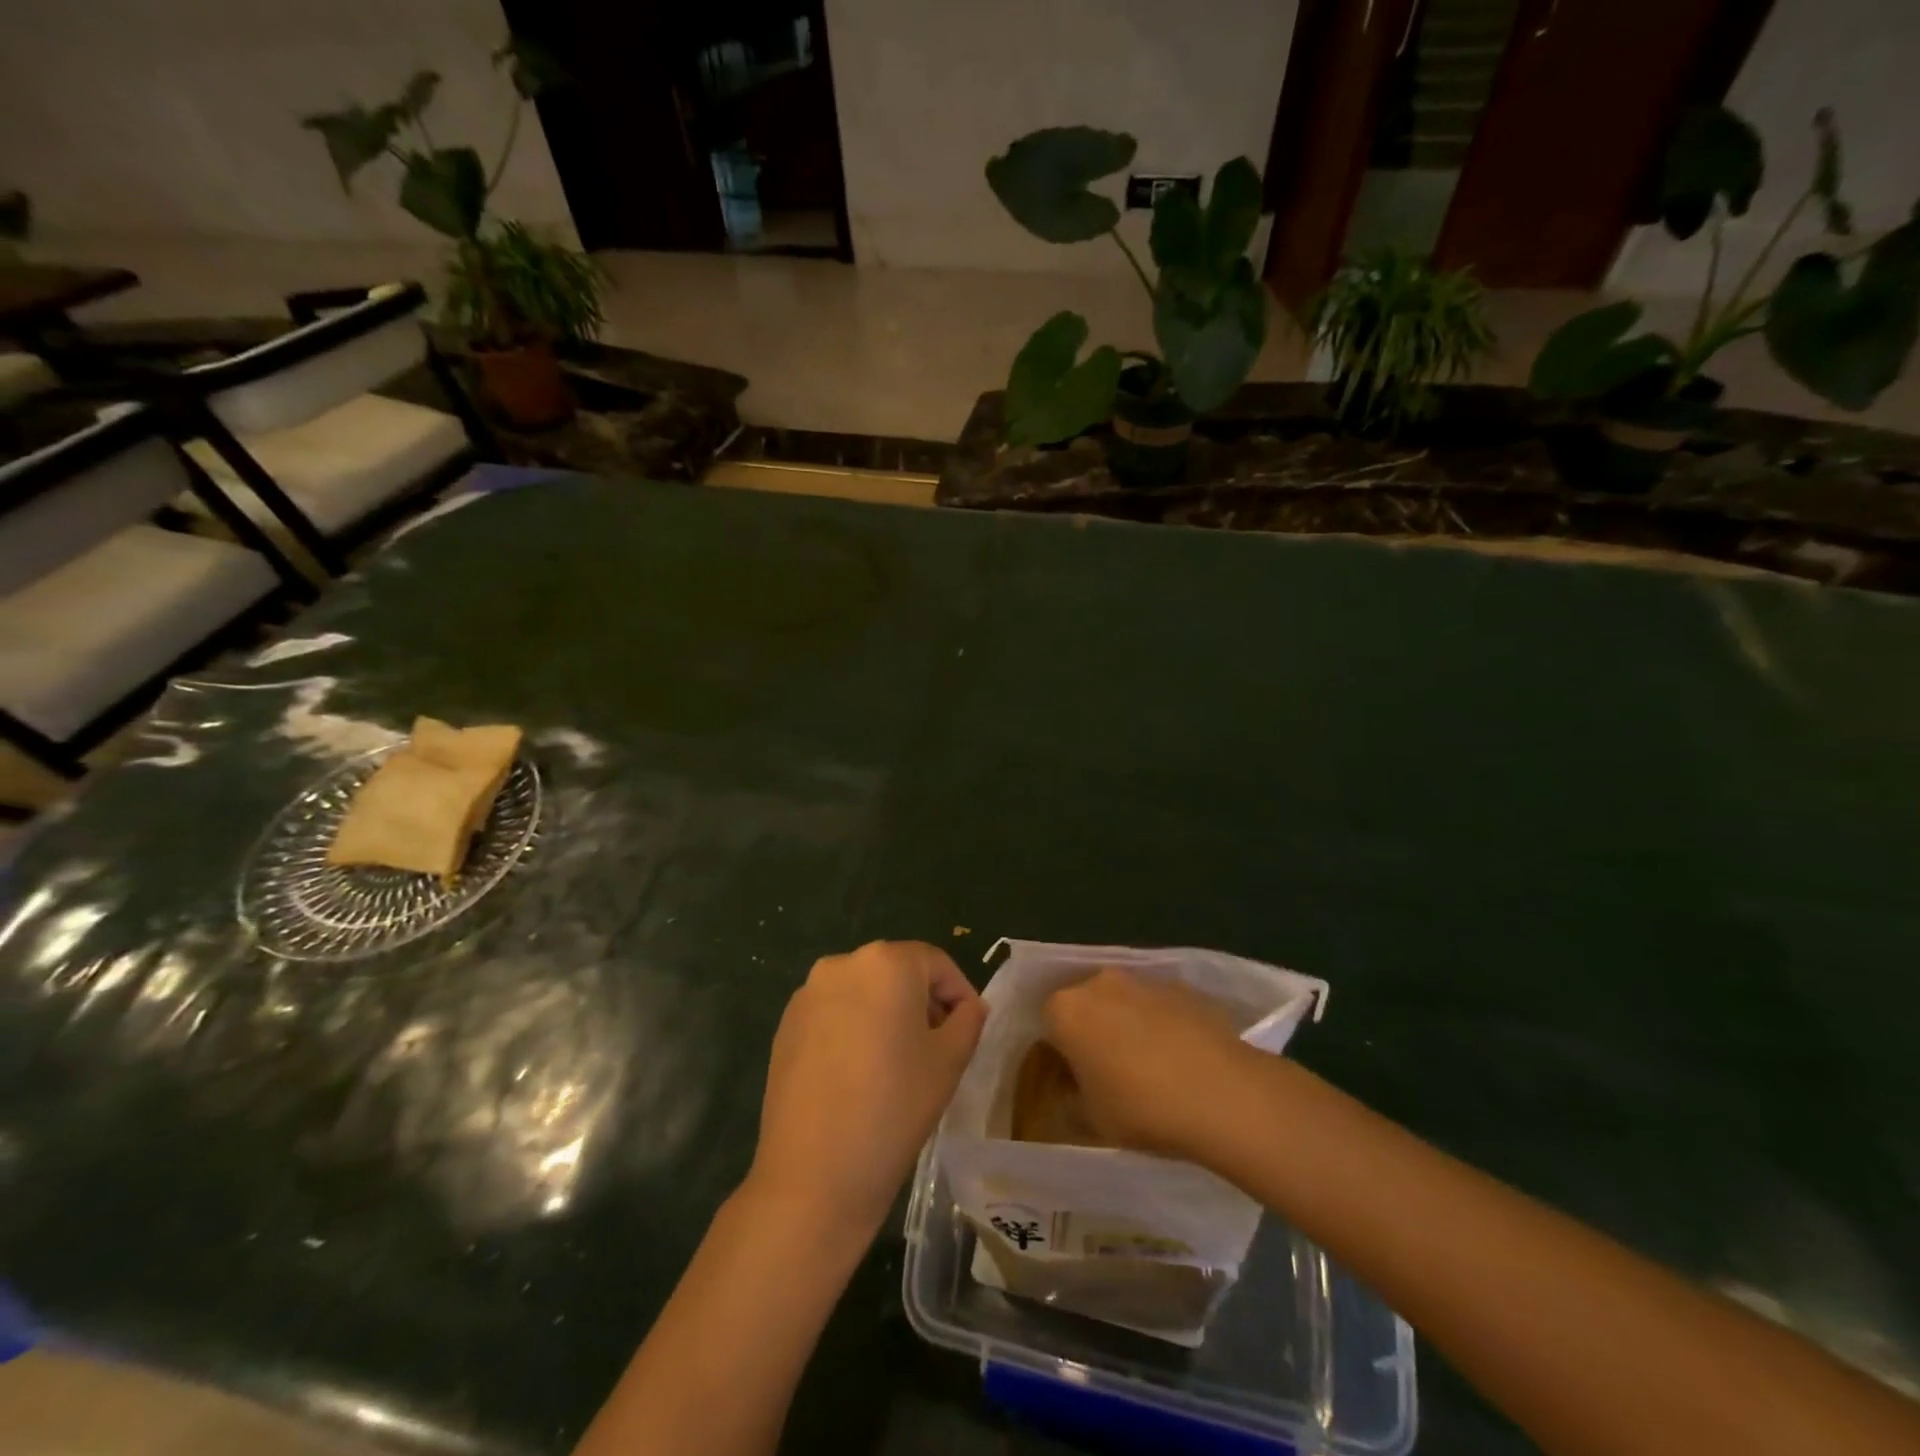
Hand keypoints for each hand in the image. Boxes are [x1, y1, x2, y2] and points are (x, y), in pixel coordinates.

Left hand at [748, 941, 985, 1240]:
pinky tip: (859, 1075)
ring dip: (887, 1015)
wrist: (813, 1175)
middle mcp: (842, 963)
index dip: (959, 993)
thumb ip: (968, 1020)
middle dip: (922, 1003)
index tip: (969, 1030)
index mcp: (886, 962)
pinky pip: (834, 1014)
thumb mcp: (950, 1061)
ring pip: (864, 992)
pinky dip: (853, 1030)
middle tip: (938, 1049)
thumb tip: (968, 1006)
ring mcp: (808, 994)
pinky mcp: (786, 1025)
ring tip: (898, 1064)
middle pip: (897, 972)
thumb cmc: (894, 1107)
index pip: (936, 963)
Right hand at [1042, 967, 1253, 1158]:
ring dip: (1125, 1024)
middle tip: (1105, 1071)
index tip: (1070, 1079)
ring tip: (1147, 1067)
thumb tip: (1070, 1093)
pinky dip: (1160, 1023)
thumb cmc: (1143, 1108)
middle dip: (1090, 1031)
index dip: (1057, 1052)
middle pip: (1084, 1004)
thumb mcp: (1093, 1120)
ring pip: (1122, 1001)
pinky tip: (1178, 1059)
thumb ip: (1071, 1100)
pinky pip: (1157, 1005)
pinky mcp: (1181, 986)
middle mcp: (1099, 982)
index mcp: (1066, 1010)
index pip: (1047, 1023)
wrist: (1223, 1093)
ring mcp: (1143, 980)